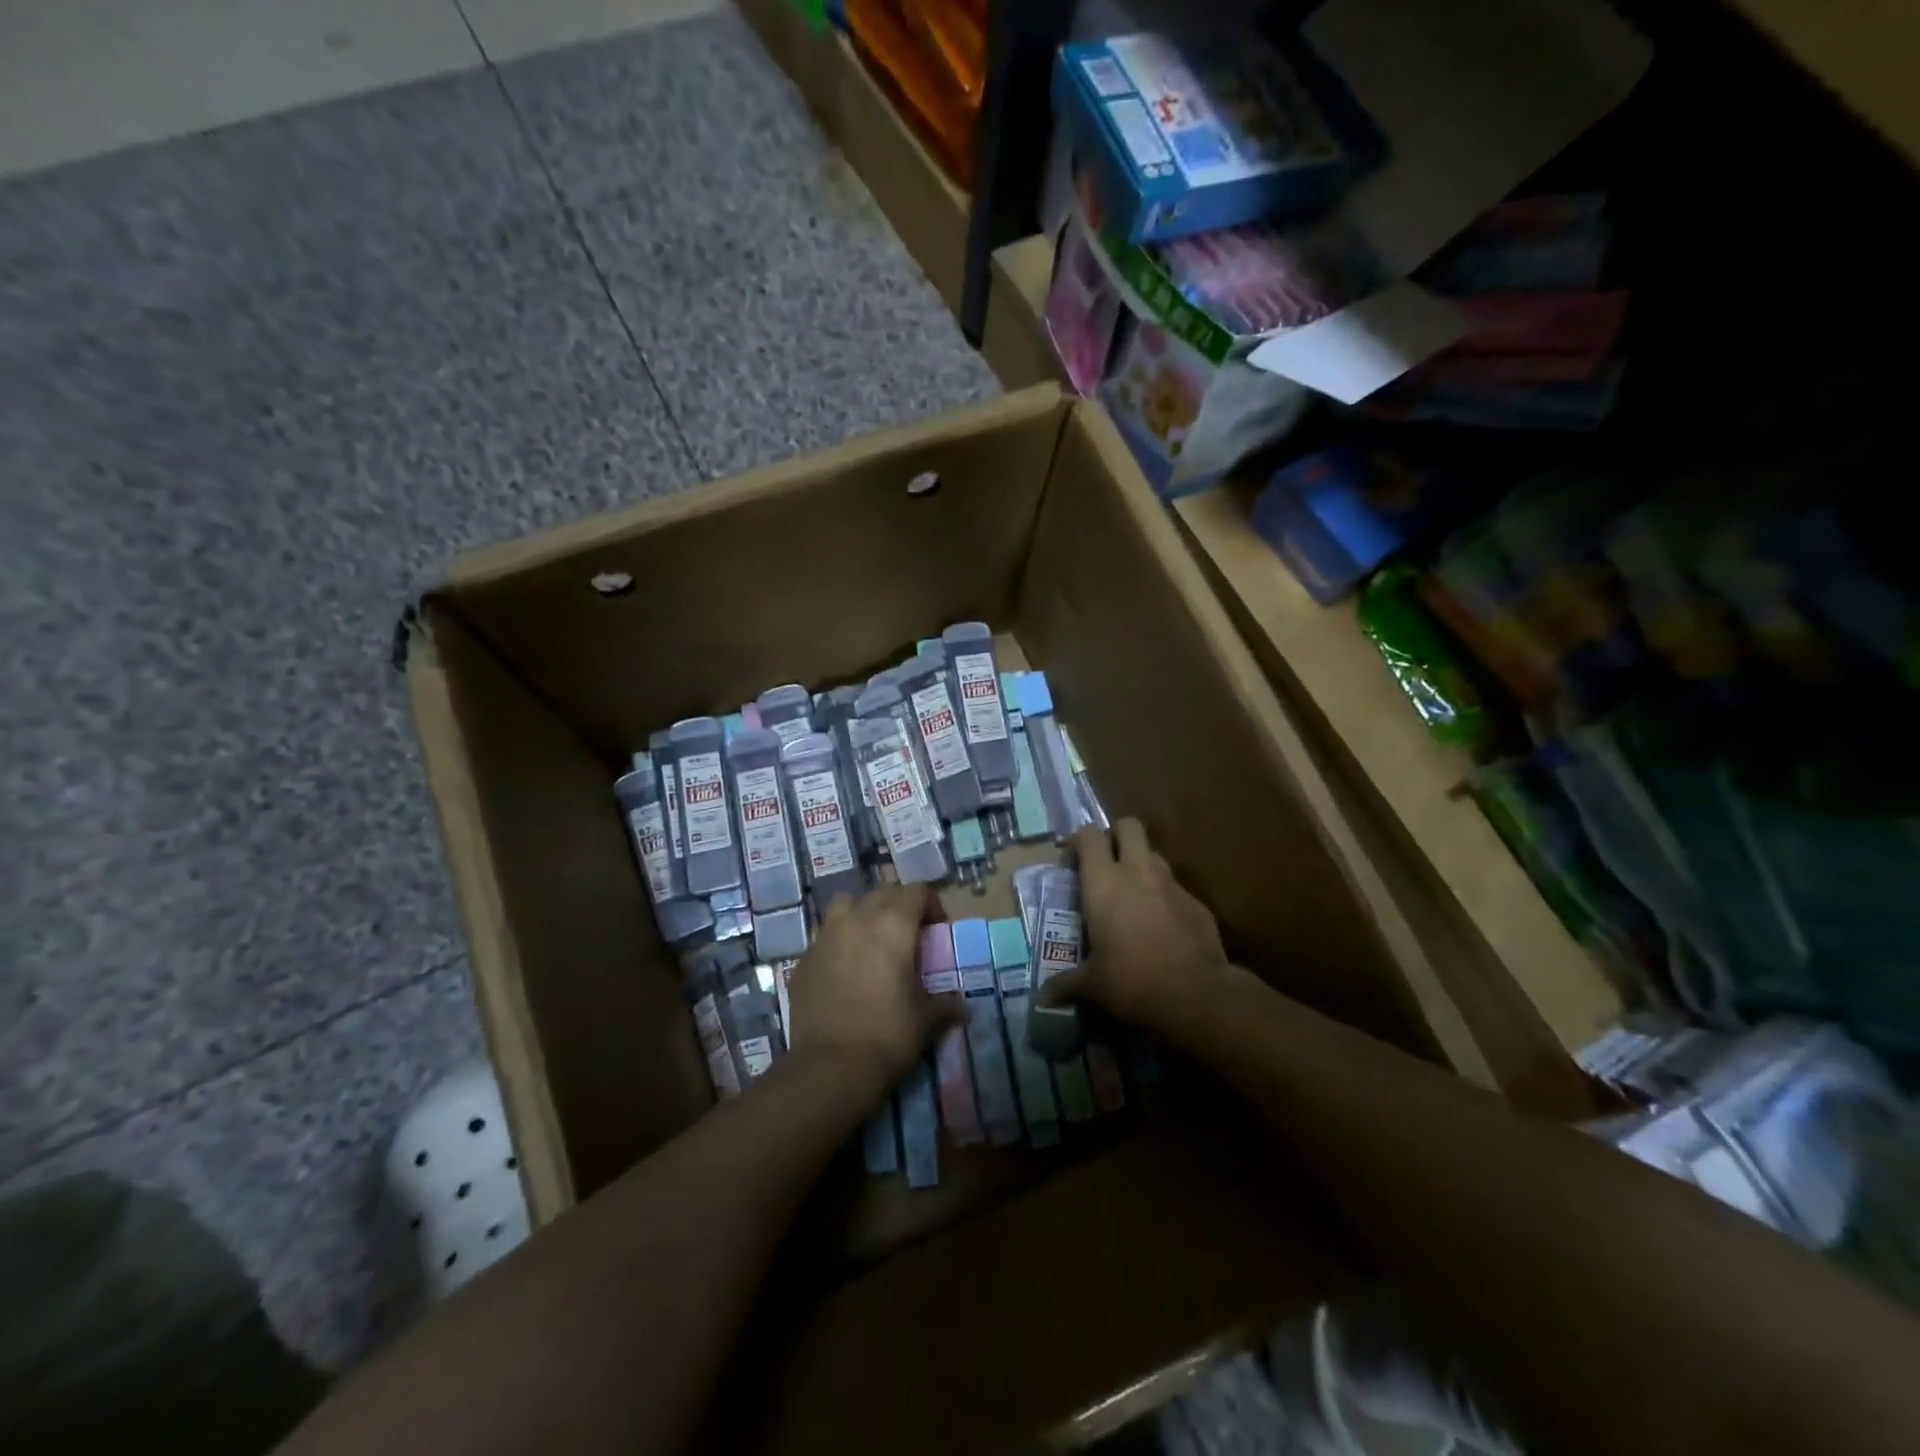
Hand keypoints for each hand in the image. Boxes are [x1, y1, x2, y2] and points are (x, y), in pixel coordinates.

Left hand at [785, 883, 960, 1094]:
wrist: (830, 1067)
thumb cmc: (888, 1034)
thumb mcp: (926, 1019)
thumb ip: (945, 1004)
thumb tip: (962, 1008)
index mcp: (893, 924)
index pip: (917, 891)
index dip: (931, 906)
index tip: (937, 932)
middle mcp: (857, 919)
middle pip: (883, 893)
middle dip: (899, 906)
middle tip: (908, 937)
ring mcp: (825, 936)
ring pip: (847, 905)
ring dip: (863, 913)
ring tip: (872, 941)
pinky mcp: (804, 959)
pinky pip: (825, 936)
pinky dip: (839, 942)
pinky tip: (845, 970)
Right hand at [1037, 819, 1232, 1031]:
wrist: (1197, 995)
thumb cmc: (1131, 981)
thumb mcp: (1093, 985)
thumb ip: (1066, 983)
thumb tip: (1042, 997)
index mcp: (1104, 883)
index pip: (1089, 836)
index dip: (1078, 839)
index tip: (1071, 857)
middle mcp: (1138, 873)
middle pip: (1129, 827)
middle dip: (1116, 835)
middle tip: (1105, 861)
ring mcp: (1171, 885)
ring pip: (1154, 855)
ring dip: (1140, 864)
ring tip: (1131, 893)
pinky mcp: (1197, 904)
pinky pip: (1175, 888)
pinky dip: (1164, 897)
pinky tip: (1160, 925)